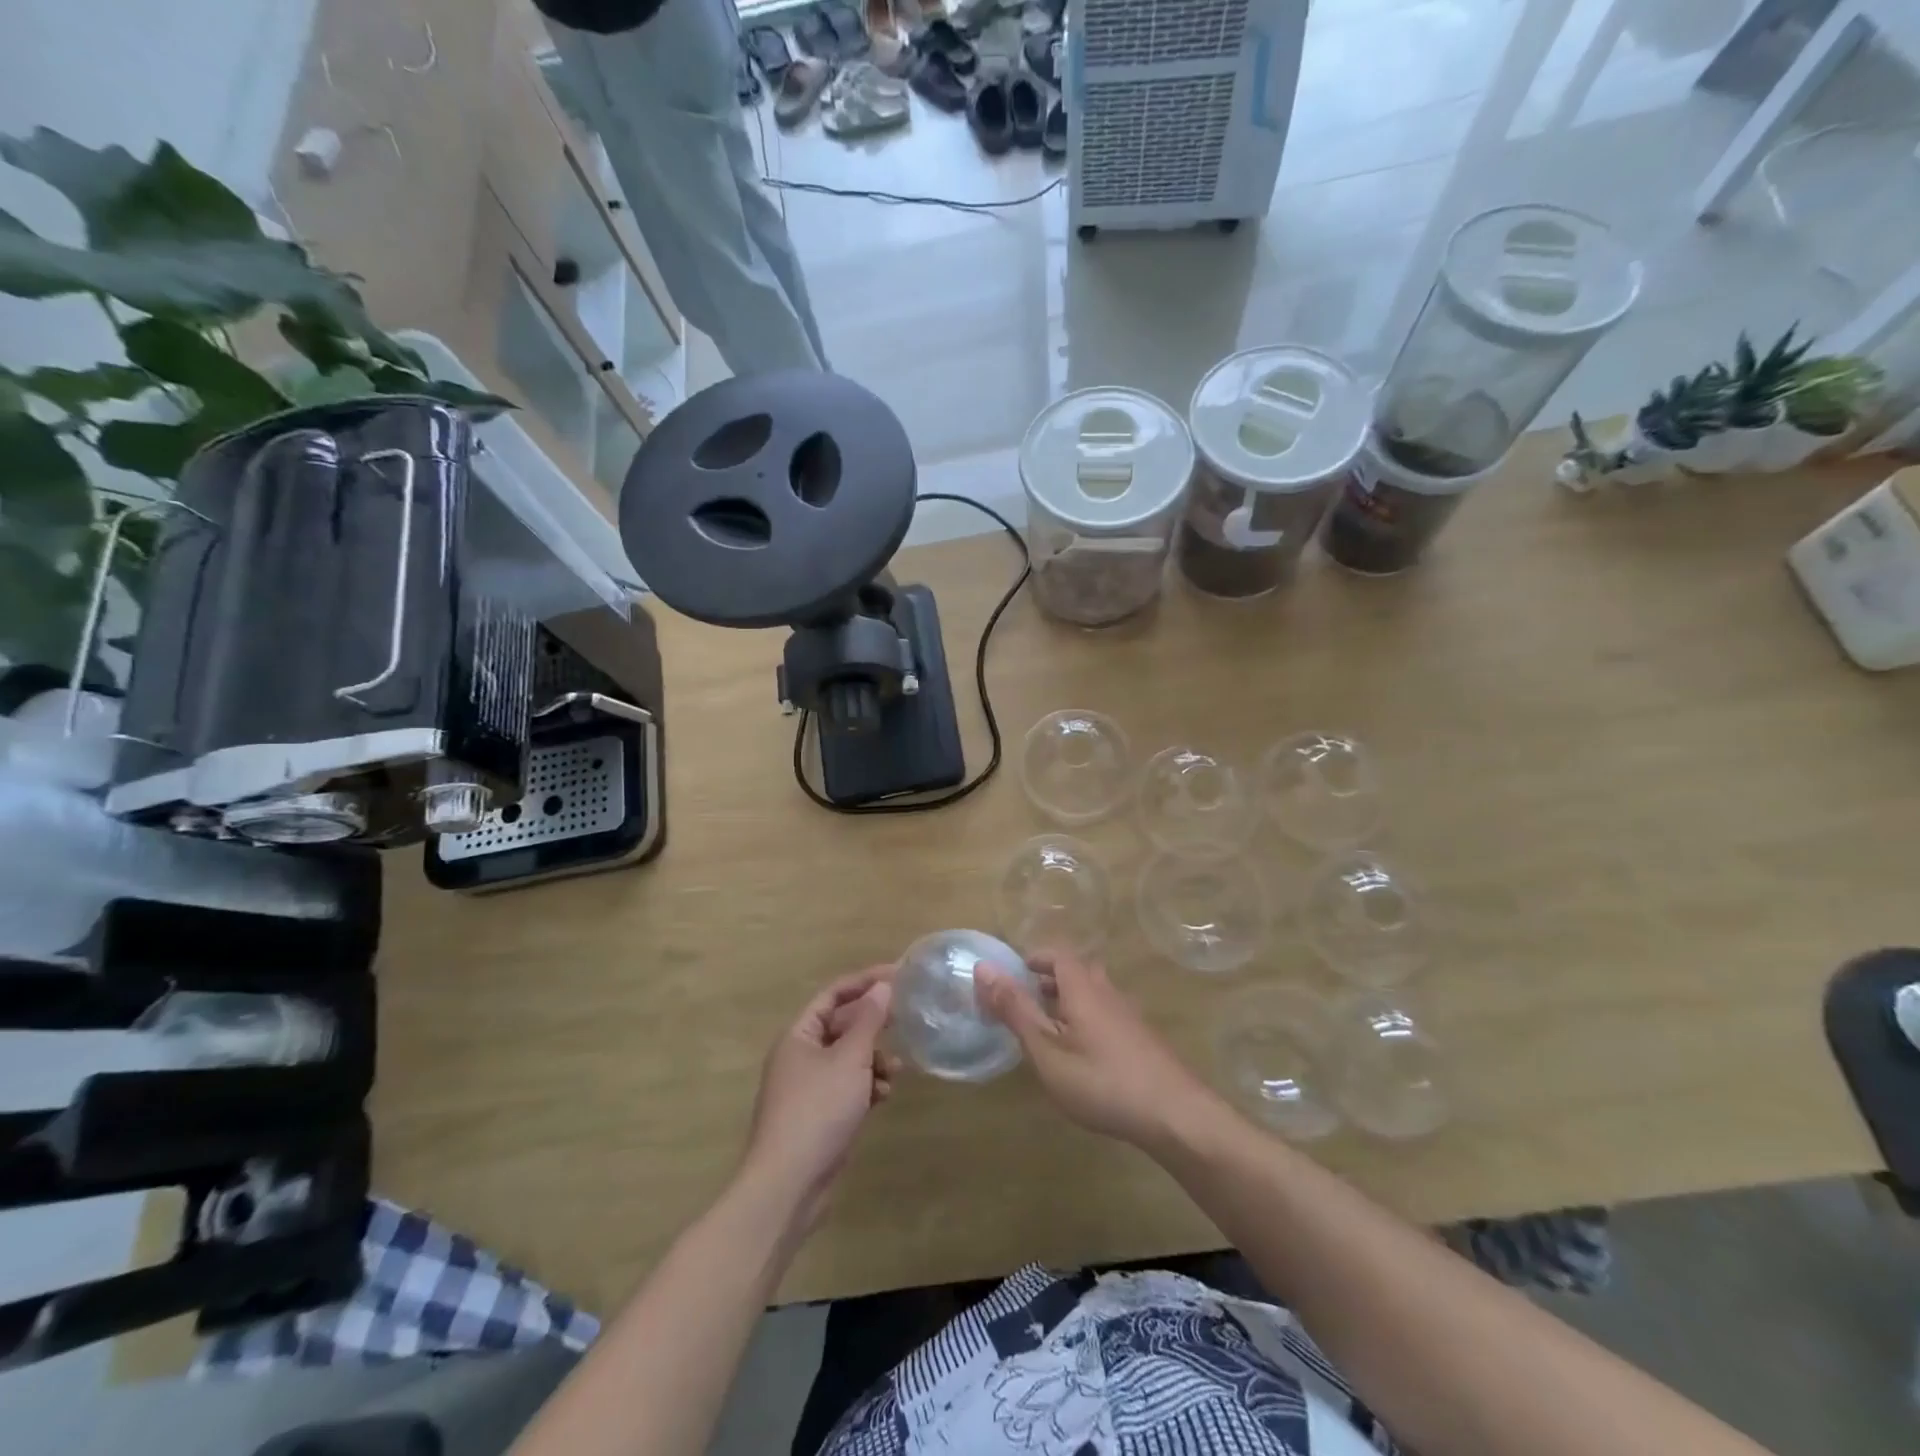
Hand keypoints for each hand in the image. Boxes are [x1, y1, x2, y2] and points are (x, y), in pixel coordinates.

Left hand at [741, 966, 900, 1228]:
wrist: (788, 1184)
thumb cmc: (817, 1110)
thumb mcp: (849, 1059)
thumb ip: (869, 1021)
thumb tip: (883, 987)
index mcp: (799, 1035)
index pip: (833, 994)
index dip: (865, 981)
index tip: (898, 975)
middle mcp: (800, 1055)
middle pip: (841, 1025)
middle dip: (873, 1025)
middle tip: (906, 1019)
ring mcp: (808, 1087)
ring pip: (848, 1058)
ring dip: (873, 1059)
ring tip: (896, 1070)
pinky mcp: (819, 1114)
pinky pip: (847, 1086)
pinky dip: (866, 1085)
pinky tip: (883, 1097)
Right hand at [976, 952, 1219, 1151]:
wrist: (1176, 1115)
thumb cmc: (1102, 1080)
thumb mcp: (1047, 1049)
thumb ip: (1015, 1010)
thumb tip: (983, 968)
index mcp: (1082, 988)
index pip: (1057, 953)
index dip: (1034, 958)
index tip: (1012, 974)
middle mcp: (1107, 992)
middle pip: (1076, 971)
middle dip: (1048, 980)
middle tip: (1024, 1002)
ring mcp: (1129, 1016)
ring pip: (1093, 994)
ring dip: (1067, 1001)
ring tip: (1047, 1030)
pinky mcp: (1142, 1040)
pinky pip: (1106, 1015)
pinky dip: (1086, 1021)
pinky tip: (1081, 1056)